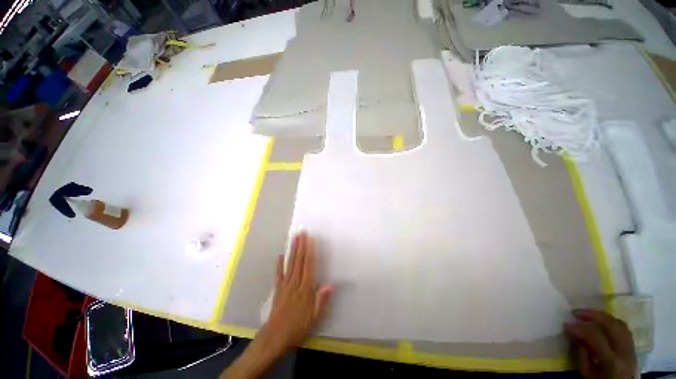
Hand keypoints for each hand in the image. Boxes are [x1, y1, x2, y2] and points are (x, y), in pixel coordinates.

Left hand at [263, 231, 332, 351]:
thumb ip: (322, 300)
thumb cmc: (298, 327)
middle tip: (301, 232)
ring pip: (290, 264)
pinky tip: (280, 255)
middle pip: (299, 261)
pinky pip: (278, 274)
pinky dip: (279, 264)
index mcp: (305, 288)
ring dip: (292, 250)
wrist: (275, 337)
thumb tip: (330, 285)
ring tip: (294, 238)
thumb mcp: (314, 317)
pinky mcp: (278, 289)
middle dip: (301, 245)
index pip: (309, 266)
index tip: (310, 240)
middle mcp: (295, 283)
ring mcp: (285, 285)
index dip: (310, 251)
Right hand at [564, 309, 636, 378]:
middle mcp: (624, 352)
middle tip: (576, 312)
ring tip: (587, 314)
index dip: (580, 329)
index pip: (596, 338)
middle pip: (612, 326)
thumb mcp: (587, 374)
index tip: (566, 325)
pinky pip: (623, 328)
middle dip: (593, 315)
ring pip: (619, 324)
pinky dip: (611, 321)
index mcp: (612, 362)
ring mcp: (631, 348)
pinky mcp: (633, 346)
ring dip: (602, 316)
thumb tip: (576, 336)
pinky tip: (601, 321)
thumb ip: (582, 356)